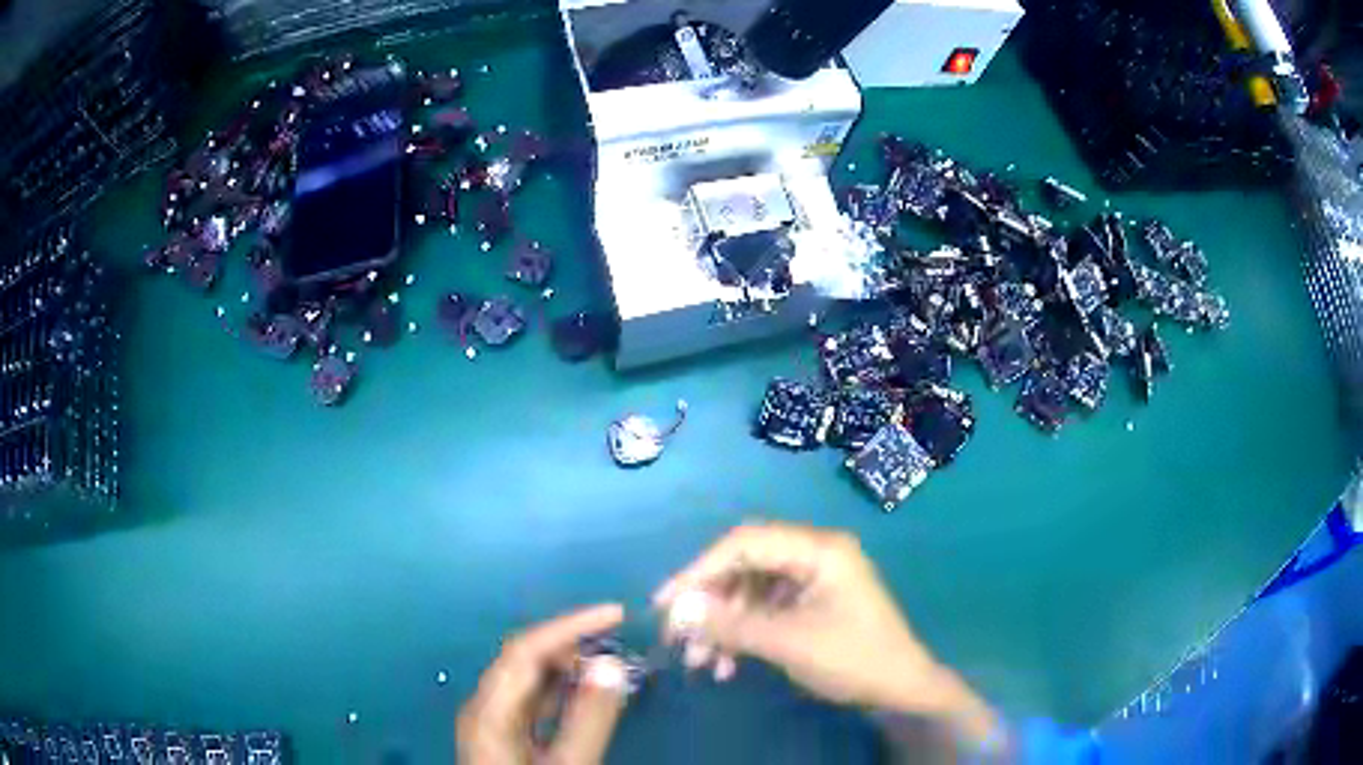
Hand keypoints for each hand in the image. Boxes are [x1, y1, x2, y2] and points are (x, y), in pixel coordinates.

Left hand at [457, 604, 630, 764]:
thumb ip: (588, 720)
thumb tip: (610, 665)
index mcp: (490, 711)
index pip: (526, 650)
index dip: (570, 626)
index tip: (617, 614)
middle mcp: (484, 707)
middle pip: (522, 659)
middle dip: (570, 642)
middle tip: (619, 638)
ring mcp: (490, 722)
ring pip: (527, 679)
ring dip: (567, 665)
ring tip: (611, 661)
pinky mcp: (502, 737)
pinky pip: (531, 700)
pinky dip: (561, 689)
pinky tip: (587, 694)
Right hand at [654, 522, 997, 742]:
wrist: (899, 689)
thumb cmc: (852, 659)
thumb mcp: (788, 642)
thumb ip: (732, 623)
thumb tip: (679, 611)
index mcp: (819, 549)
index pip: (745, 543)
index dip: (700, 570)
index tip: (667, 602)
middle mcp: (815, 554)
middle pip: (745, 565)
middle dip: (709, 602)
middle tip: (679, 636)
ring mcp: (814, 579)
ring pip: (750, 591)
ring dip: (723, 625)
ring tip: (701, 662)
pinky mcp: (811, 602)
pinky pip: (765, 609)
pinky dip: (743, 633)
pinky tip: (728, 665)